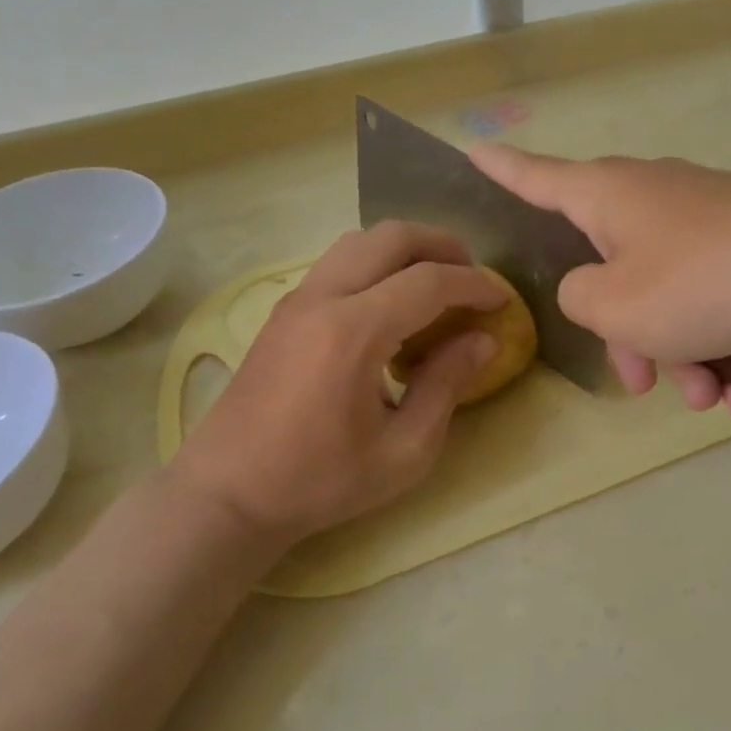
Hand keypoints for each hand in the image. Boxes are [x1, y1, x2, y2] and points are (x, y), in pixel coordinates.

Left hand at [169, 222, 504, 549]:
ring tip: (435, 284)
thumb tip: (483, 341)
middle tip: (472, 276)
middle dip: (442, 246)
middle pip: (391, 237)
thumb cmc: (320, 481)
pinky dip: (376, 265)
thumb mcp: (403, 451)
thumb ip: (446, 386)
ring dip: (406, 250)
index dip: (474, 284)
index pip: (428, 282)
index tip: (502, 301)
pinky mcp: (283, 312)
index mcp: (353, 332)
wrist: (227, 494)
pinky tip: (391, 307)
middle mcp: (322, 299)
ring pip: (360, 241)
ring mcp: (297, 300)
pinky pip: (338, 263)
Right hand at [469, 145, 730, 413]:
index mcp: (607, 195)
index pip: (535, 177)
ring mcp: (706, 216)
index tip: (472, 149)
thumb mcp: (614, 305)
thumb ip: (579, 298)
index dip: (500, 169)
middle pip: (611, 265)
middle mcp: (653, 195)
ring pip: (667, 292)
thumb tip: (595, 290)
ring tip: (711, 398)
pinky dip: (719, 341)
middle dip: (624, 332)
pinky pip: (713, 294)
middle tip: (641, 383)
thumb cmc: (701, 283)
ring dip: (679, 351)